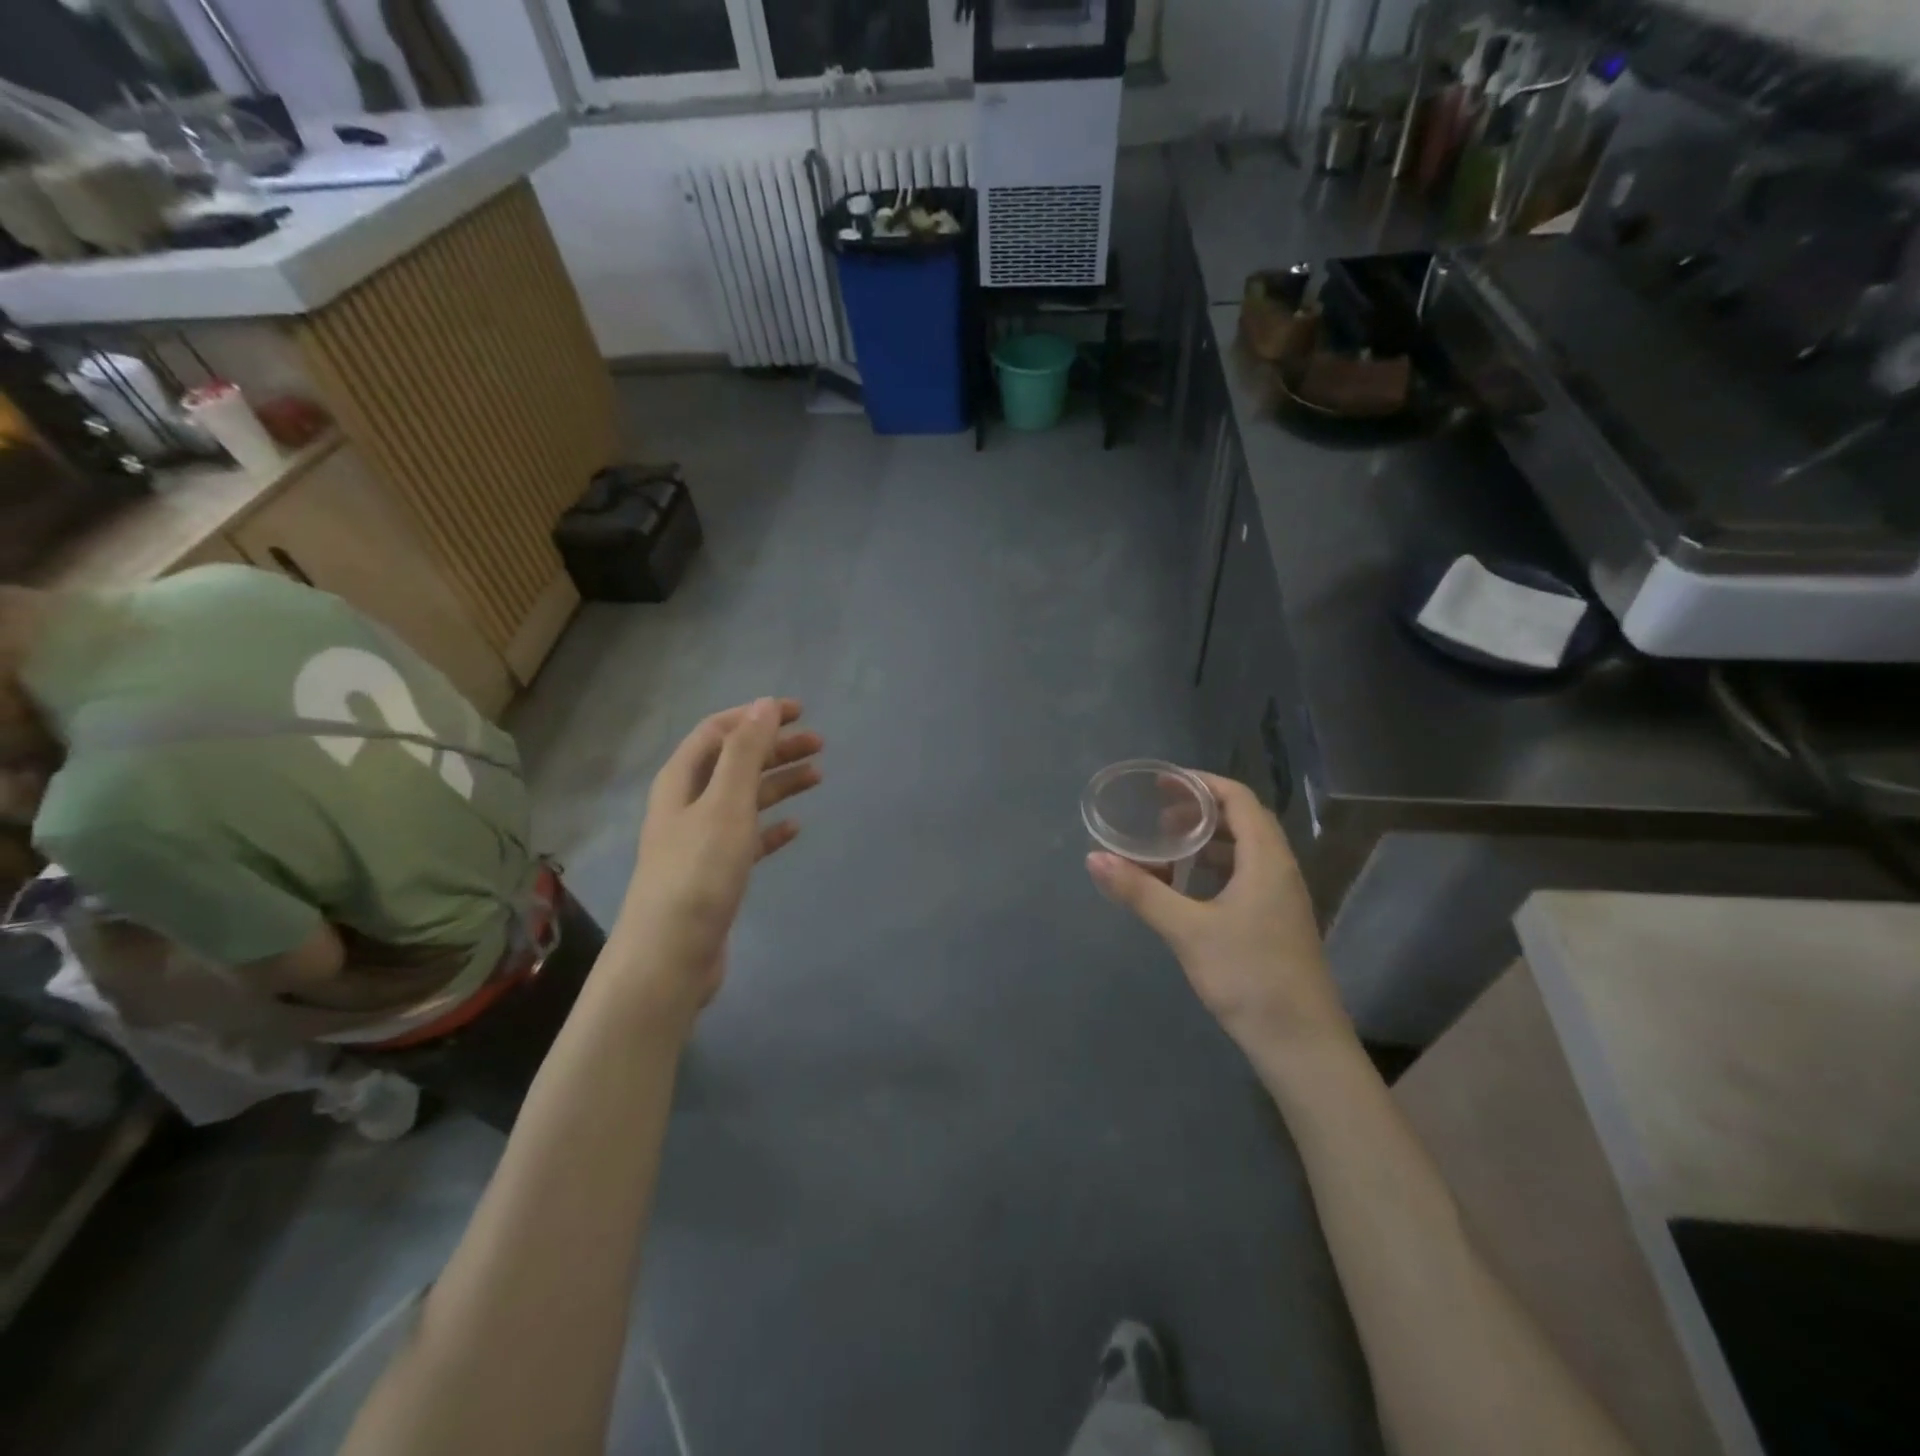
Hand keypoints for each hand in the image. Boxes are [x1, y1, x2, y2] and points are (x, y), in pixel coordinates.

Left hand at [617, 698, 821, 1012]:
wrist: (670, 955)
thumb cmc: (698, 872)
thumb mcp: (725, 803)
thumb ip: (746, 752)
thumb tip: (765, 704)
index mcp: (681, 780)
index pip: (719, 731)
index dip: (757, 716)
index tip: (799, 711)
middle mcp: (687, 804)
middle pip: (735, 762)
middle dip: (775, 748)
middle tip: (819, 744)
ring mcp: (700, 840)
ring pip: (745, 798)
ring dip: (779, 783)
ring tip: (818, 776)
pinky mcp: (715, 873)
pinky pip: (749, 838)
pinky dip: (772, 827)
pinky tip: (795, 828)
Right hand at [1087, 772, 1347, 1054]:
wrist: (1302, 1045)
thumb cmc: (1248, 977)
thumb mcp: (1187, 931)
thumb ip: (1140, 891)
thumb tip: (1094, 858)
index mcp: (1266, 860)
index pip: (1237, 799)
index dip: (1200, 783)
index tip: (1162, 782)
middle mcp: (1279, 870)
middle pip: (1242, 821)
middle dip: (1199, 811)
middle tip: (1157, 815)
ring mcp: (1281, 898)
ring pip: (1244, 851)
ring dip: (1206, 842)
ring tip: (1167, 849)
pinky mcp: (1276, 922)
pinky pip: (1244, 876)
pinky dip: (1214, 869)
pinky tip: (1187, 889)